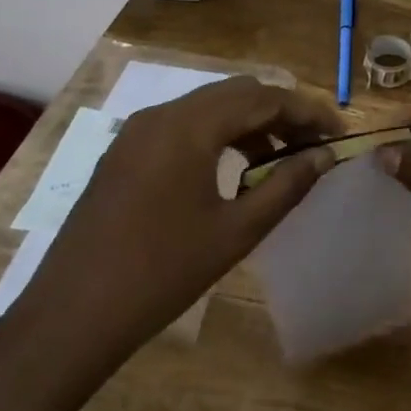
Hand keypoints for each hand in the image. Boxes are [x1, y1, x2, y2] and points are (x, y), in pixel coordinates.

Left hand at [12, 77, 341, 361]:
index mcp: (190, 127)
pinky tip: (235, 168)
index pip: (265, 98)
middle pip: (238, 93)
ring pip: (210, 106)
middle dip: (282, 111)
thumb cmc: (162, 273)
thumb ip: (287, 186)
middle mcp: (162, 115)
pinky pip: (184, 124)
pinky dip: (219, 134)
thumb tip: (325, 155)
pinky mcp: (125, 152)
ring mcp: (138, 131)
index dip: (309, 111)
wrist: (70, 317)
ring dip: (251, 122)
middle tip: (314, 143)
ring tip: (280, 158)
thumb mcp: (237, 231)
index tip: (339, 132)